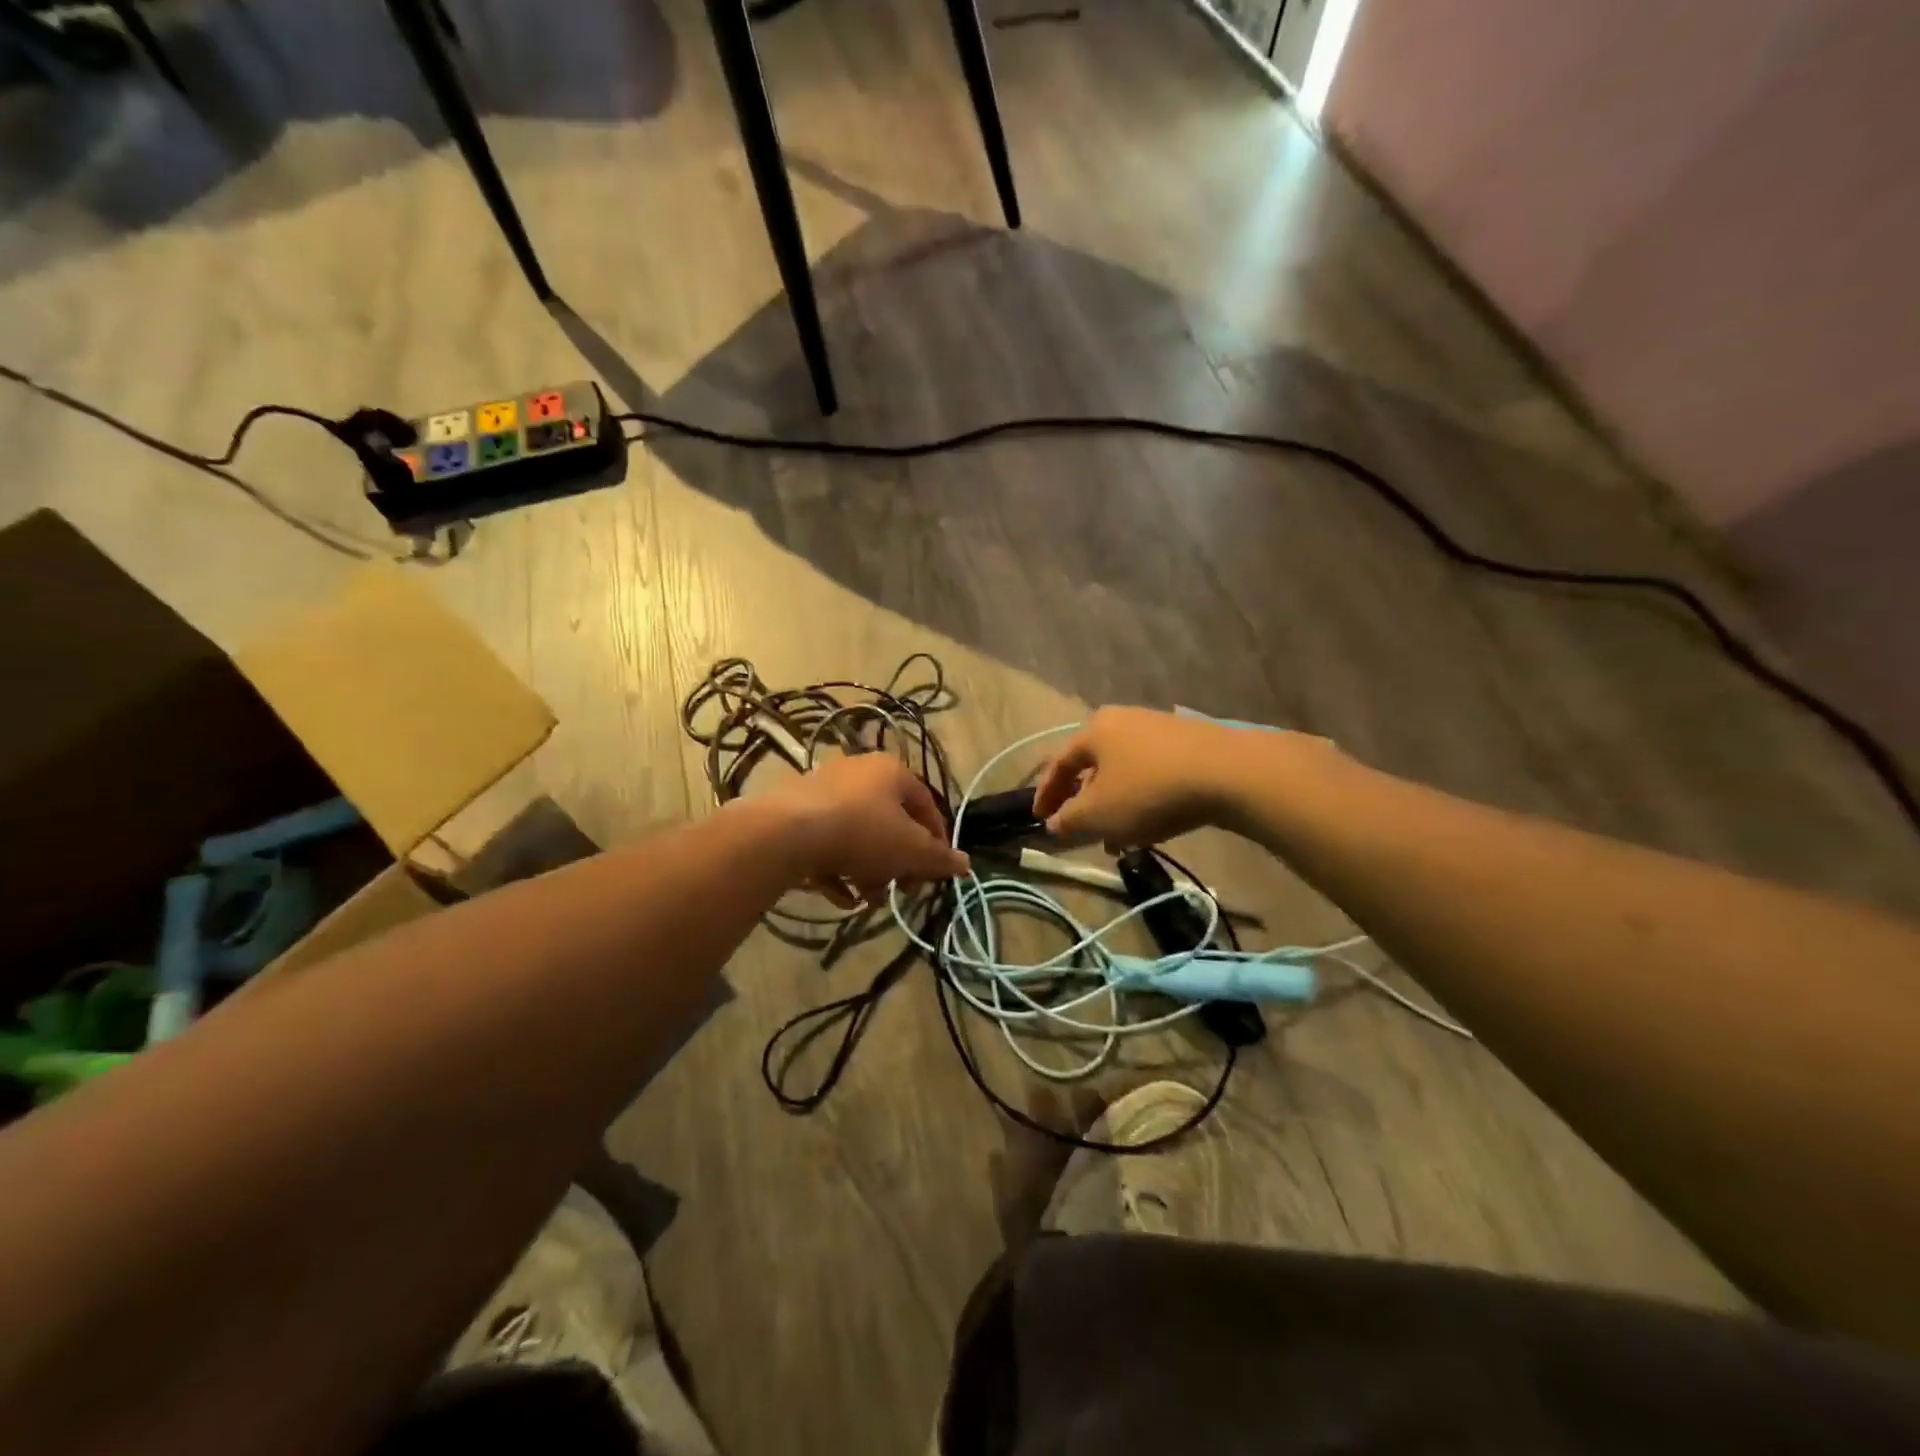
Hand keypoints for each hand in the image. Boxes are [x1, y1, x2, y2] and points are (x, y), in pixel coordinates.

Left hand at [768, 753, 968, 905]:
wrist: (786, 832)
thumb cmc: (862, 832)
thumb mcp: (910, 850)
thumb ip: (939, 858)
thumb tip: (966, 865)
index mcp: (892, 771)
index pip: (927, 805)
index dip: (937, 841)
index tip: (936, 872)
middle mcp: (859, 771)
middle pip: (891, 822)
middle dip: (898, 862)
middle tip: (901, 889)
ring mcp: (824, 789)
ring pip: (858, 834)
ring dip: (869, 869)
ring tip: (867, 899)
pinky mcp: (795, 810)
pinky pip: (827, 840)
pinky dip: (837, 867)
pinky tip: (839, 895)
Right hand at [1031, 707, 1252, 850]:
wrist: (1229, 773)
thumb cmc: (1149, 791)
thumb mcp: (1099, 814)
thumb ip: (1069, 820)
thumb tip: (1053, 823)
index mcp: (1094, 730)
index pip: (1059, 763)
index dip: (1045, 794)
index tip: (1038, 819)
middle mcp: (1123, 720)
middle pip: (1093, 765)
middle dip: (1084, 801)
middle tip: (1080, 829)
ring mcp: (1159, 728)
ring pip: (1124, 771)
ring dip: (1114, 804)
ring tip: (1118, 838)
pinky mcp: (1189, 742)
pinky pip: (1152, 772)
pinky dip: (1141, 797)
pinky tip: (1151, 824)